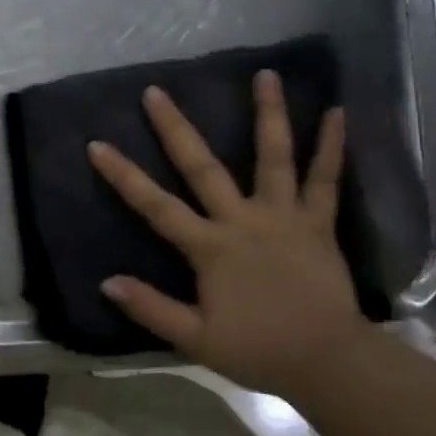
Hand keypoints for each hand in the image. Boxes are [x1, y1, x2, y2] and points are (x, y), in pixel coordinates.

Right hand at [87, 71, 363, 394]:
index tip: (97, 144)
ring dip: (268, 114)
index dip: (124, 176)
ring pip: (274, 157)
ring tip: (266, 74)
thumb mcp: (196, 339)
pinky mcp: (318, 222)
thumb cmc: (259, 350)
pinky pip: (326, 179)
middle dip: (175, 128)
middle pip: (202, 167)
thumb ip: (151, 308)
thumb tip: (106, 283)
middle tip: (156, 92)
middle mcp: (242, 219)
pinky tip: (337, 112)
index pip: (156, 206)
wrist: (327, 361)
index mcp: (210, 247)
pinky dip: (332, 146)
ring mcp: (283, 215)